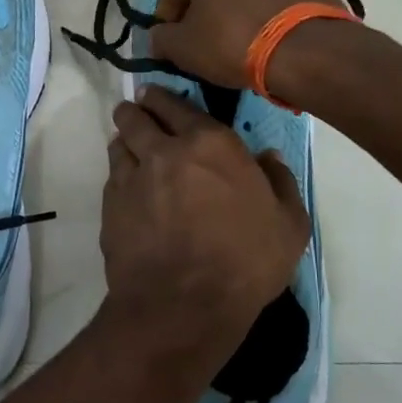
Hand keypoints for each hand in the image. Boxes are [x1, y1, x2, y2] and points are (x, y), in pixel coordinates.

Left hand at [100, 87, 310, 373]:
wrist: (185, 306)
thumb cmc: (246, 262)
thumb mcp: (289, 224)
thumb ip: (280, 181)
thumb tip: (268, 157)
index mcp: (211, 144)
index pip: (178, 105)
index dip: (165, 99)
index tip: (158, 97)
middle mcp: (165, 150)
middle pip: (137, 116)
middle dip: (136, 110)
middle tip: (138, 111)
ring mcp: (133, 177)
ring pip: (119, 143)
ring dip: (124, 139)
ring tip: (129, 144)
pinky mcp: (111, 206)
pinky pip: (112, 177)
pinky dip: (119, 174)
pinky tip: (127, 186)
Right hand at [147, 0, 343, 92]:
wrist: (309, 51)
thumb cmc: (233, 37)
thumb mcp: (184, 46)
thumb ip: (162, 38)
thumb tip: (159, 38)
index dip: (168, 12)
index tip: (169, 38)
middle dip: (201, 1)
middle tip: (197, 35)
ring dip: (231, 0)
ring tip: (230, 37)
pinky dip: (259, 4)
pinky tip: (258, 34)